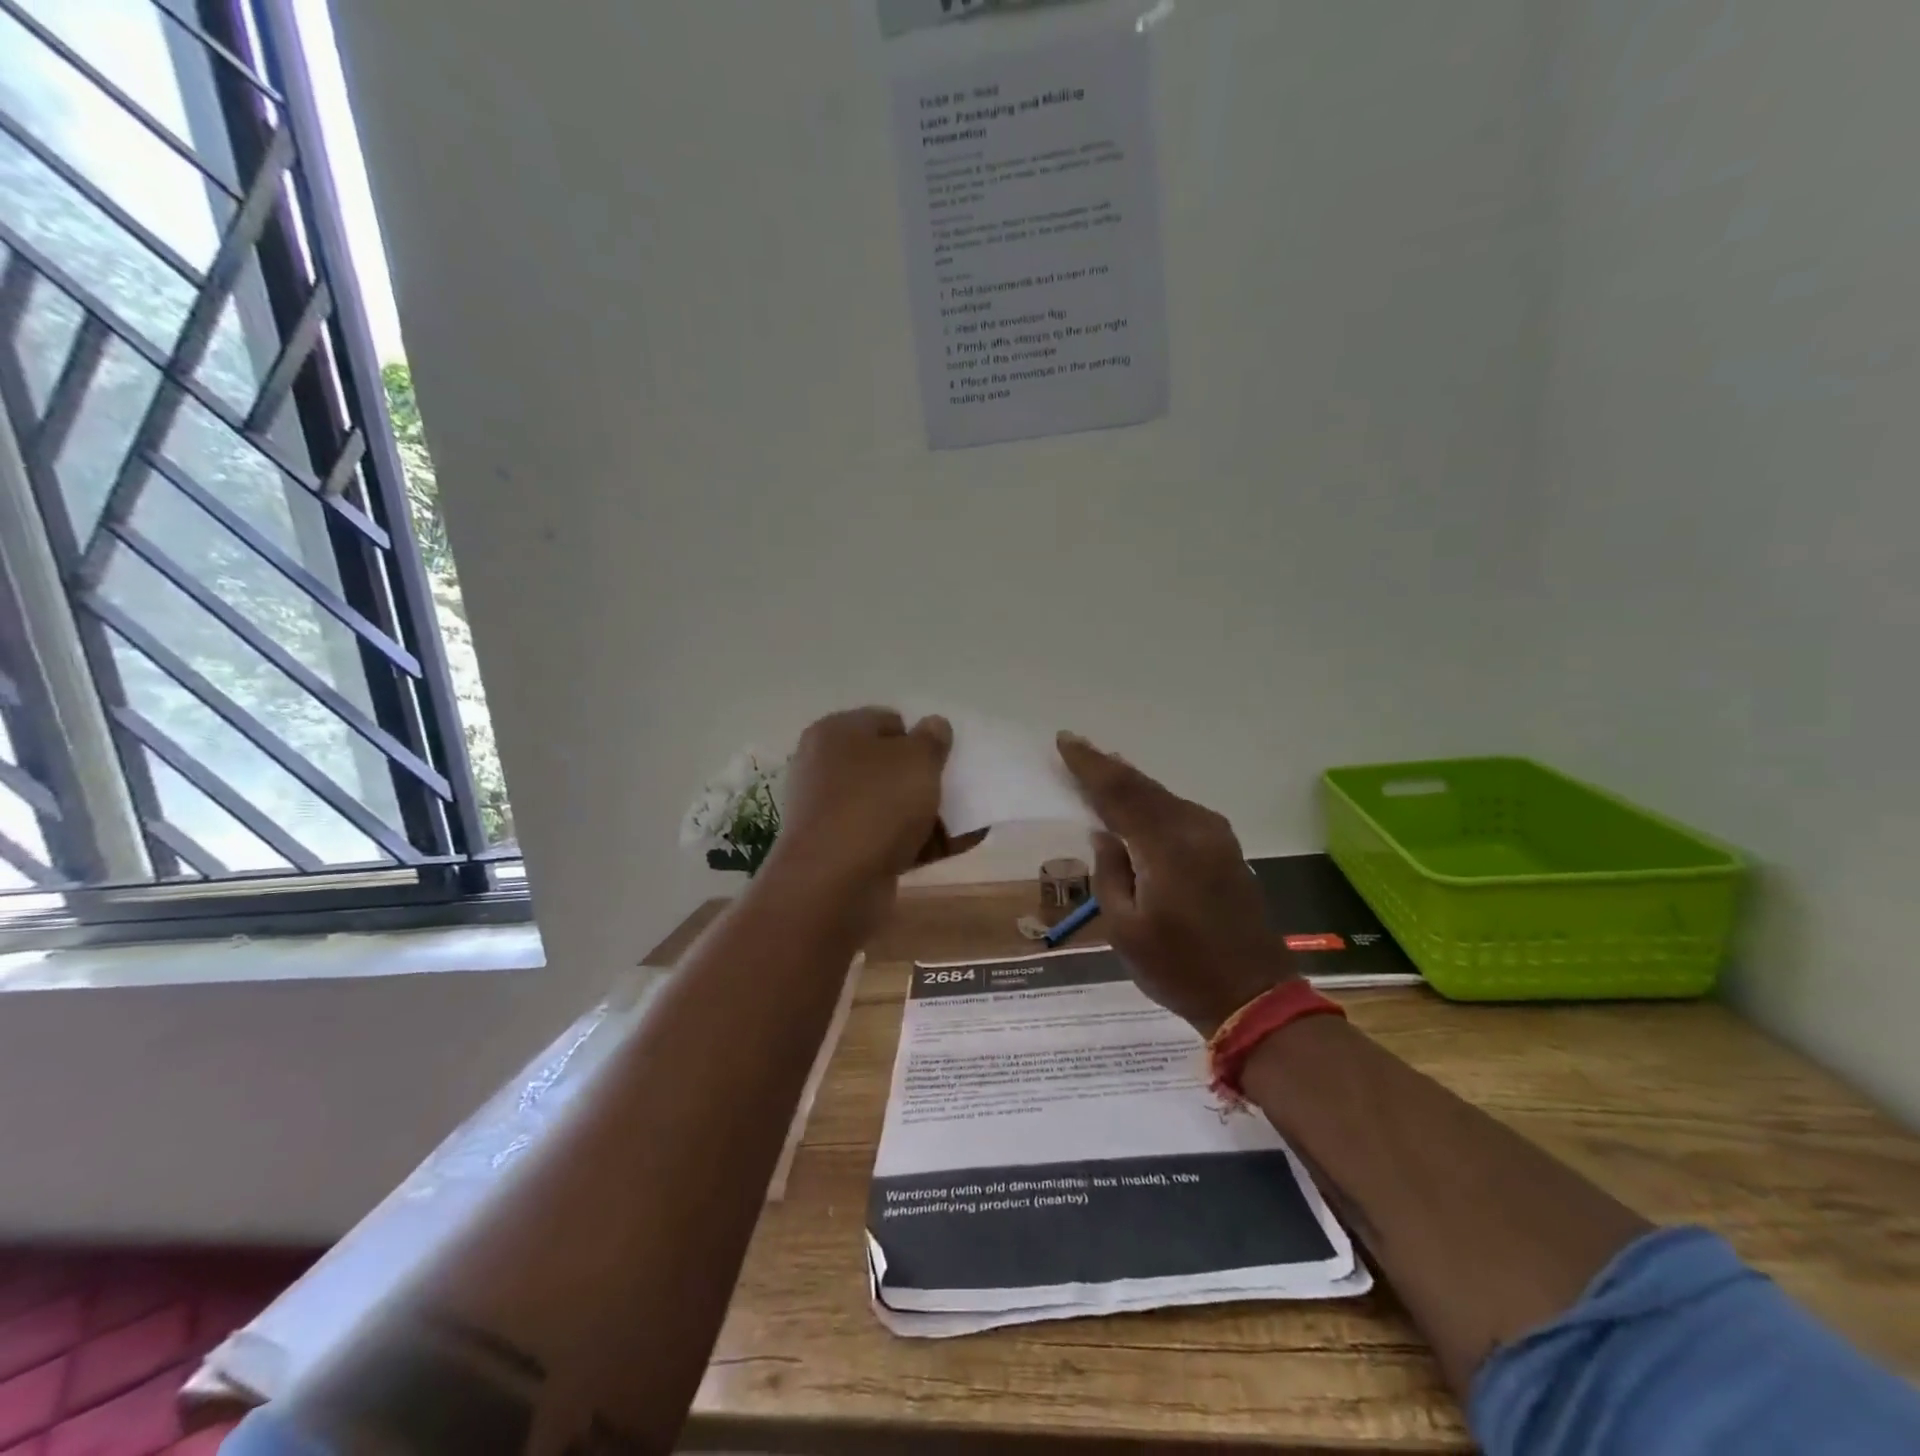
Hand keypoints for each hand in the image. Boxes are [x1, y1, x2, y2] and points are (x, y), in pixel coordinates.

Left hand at [769, 708, 973, 897]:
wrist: (833, 883)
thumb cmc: (876, 803)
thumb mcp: (917, 759)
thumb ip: (932, 739)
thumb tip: (934, 724)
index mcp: (836, 733)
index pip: (886, 721)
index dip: (919, 735)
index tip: (945, 757)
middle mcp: (826, 768)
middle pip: (888, 765)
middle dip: (924, 776)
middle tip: (956, 787)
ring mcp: (832, 813)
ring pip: (890, 804)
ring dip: (928, 811)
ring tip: (969, 819)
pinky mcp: (842, 852)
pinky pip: (889, 838)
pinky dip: (921, 840)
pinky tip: (959, 844)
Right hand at [1057, 732, 1293, 1034]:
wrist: (1254, 997)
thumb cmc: (1179, 969)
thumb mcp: (1125, 929)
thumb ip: (1110, 873)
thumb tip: (1105, 834)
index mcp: (1167, 847)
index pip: (1119, 792)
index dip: (1089, 765)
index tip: (1065, 740)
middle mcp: (1195, 829)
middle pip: (1143, 787)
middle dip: (1107, 767)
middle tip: (1076, 748)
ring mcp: (1216, 837)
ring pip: (1162, 797)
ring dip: (1130, 784)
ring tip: (1100, 770)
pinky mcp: (1225, 849)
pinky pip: (1178, 812)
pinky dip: (1151, 802)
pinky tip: (1136, 804)